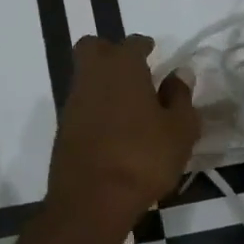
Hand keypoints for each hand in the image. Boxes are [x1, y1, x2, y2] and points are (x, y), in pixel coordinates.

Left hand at [47, 35, 200, 224]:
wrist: (92, 200)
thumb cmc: (144, 158)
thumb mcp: (179, 129)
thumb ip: (180, 96)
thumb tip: (179, 73)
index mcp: (122, 67)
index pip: (132, 43)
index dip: (144, 46)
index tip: (153, 52)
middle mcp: (92, 76)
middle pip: (93, 48)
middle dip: (109, 51)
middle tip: (132, 69)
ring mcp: (73, 103)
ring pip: (84, 76)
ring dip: (102, 81)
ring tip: (128, 103)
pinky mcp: (63, 129)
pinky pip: (80, 105)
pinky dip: (95, 107)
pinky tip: (113, 127)